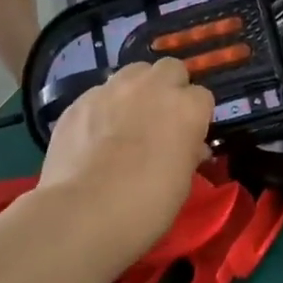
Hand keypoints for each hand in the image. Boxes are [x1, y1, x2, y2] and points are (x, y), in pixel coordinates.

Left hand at [37, 59, 212, 264]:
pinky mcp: (80, 100)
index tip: (188, 136)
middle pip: (171, 69)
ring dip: (136, 90)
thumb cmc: (146, 206)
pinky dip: (103, 108)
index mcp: (187, 108)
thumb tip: (188, 146)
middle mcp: (153, 87)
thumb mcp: (182, 183)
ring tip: (126, 120)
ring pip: (133, 73)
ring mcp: (113, 89)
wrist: (83, 213)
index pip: (202, 97)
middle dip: (170, 87)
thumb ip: (187, 153)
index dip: (195, 116)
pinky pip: (99, 94)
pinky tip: (94, 134)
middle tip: (161, 118)